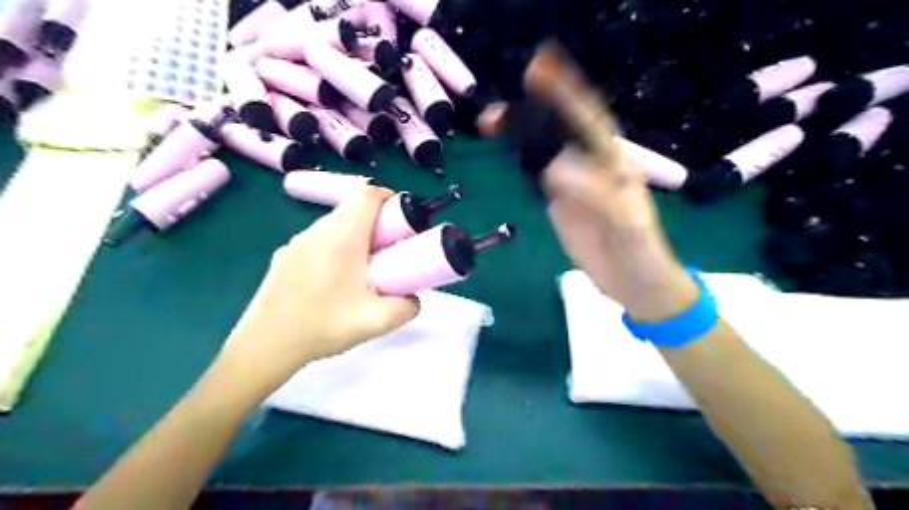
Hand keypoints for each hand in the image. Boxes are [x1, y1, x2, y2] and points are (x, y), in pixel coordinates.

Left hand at [216, 188, 421, 397]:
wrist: (266, 345)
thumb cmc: (324, 326)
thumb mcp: (378, 321)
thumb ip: (408, 306)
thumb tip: (413, 298)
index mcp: (342, 237)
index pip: (368, 195)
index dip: (390, 200)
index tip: (402, 223)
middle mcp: (317, 231)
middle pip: (352, 209)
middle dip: (376, 222)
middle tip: (388, 251)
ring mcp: (296, 242)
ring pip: (333, 224)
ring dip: (354, 235)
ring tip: (361, 269)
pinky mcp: (283, 256)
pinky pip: (316, 240)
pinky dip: (333, 248)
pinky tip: (332, 281)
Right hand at [514, 43, 697, 321]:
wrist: (632, 283)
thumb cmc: (640, 252)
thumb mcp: (626, 224)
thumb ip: (596, 195)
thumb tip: (555, 170)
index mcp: (613, 163)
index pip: (589, 121)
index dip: (565, 94)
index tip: (537, 73)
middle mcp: (591, 166)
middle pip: (559, 131)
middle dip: (531, 112)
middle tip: (495, 110)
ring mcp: (572, 184)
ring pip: (543, 150)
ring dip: (520, 135)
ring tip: (491, 123)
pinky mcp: (559, 203)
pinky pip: (537, 176)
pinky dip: (520, 161)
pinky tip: (506, 152)